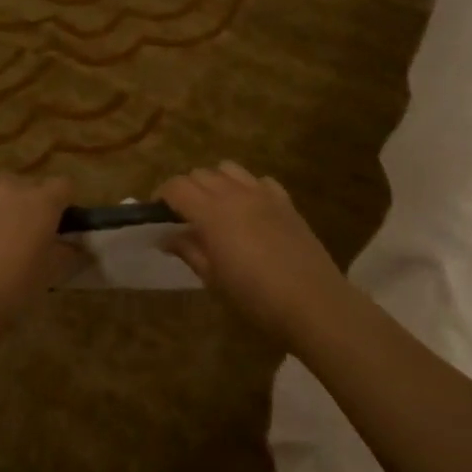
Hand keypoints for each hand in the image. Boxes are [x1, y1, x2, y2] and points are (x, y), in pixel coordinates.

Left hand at [0, 175, 75, 333]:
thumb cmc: (13, 289)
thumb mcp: (50, 274)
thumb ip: (68, 253)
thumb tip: (75, 246)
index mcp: (43, 201)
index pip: (63, 185)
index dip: (62, 203)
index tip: (57, 223)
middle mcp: (13, 186)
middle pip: (29, 185)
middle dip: (30, 203)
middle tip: (24, 233)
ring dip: (1, 204)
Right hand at [159, 163, 347, 338]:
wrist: (313, 303)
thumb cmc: (255, 298)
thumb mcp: (213, 279)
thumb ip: (189, 250)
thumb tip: (168, 236)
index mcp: (211, 213)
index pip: (177, 187)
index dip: (162, 196)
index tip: (158, 214)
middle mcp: (234, 194)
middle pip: (200, 174)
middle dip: (186, 189)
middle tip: (184, 216)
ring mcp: (263, 194)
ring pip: (229, 169)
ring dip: (216, 182)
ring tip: (216, 207)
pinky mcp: (286, 202)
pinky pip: (260, 181)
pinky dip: (248, 188)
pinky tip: (250, 210)